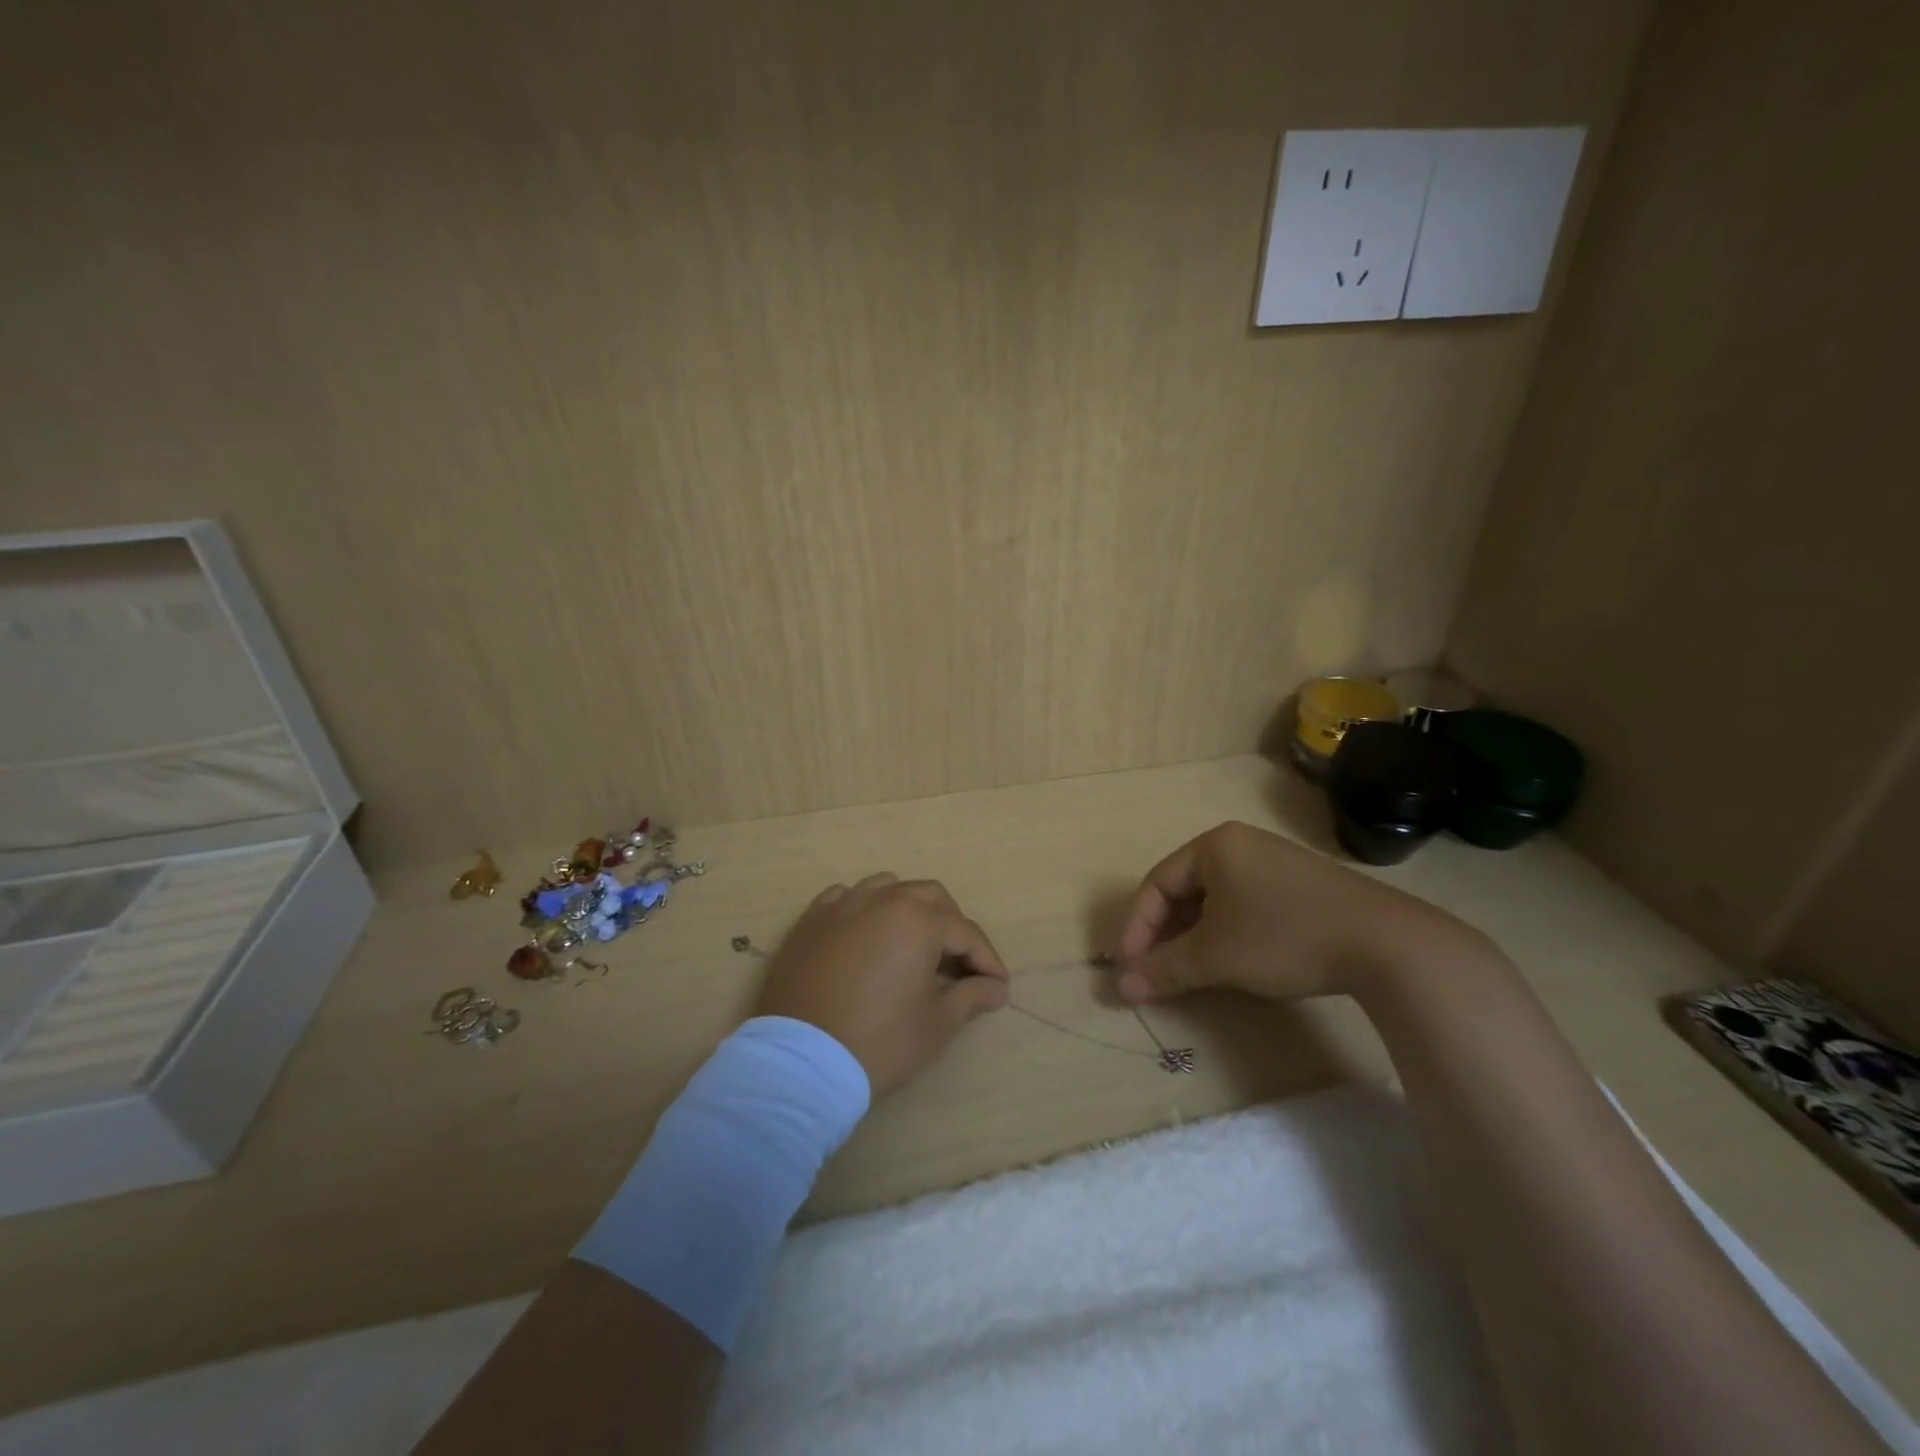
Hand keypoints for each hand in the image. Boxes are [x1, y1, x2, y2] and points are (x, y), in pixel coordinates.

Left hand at [754, 873, 1009, 1096]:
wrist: (799, 1063)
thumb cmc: (877, 1043)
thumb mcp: (935, 1025)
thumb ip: (971, 997)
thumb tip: (997, 987)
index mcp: (917, 920)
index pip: (965, 932)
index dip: (987, 960)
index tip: (999, 986)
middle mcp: (881, 900)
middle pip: (931, 898)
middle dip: (953, 926)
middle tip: (961, 964)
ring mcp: (841, 905)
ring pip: (888, 888)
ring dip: (910, 909)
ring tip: (915, 943)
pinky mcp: (811, 920)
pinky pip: (847, 897)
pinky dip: (866, 909)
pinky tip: (868, 934)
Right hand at [1111, 821, 1494, 1006]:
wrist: (1386, 944)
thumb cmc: (1283, 936)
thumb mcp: (1215, 956)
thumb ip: (1164, 969)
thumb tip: (1121, 988)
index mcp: (1214, 845)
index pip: (1157, 883)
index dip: (1136, 927)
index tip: (1127, 967)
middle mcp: (1241, 844)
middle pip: (1184, 890)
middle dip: (1164, 933)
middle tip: (1153, 971)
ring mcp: (1275, 863)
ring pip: (1215, 900)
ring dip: (1193, 936)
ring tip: (1186, 970)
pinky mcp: (1301, 887)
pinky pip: (1244, 904)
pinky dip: (1225, 933)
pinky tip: (1230, 960)